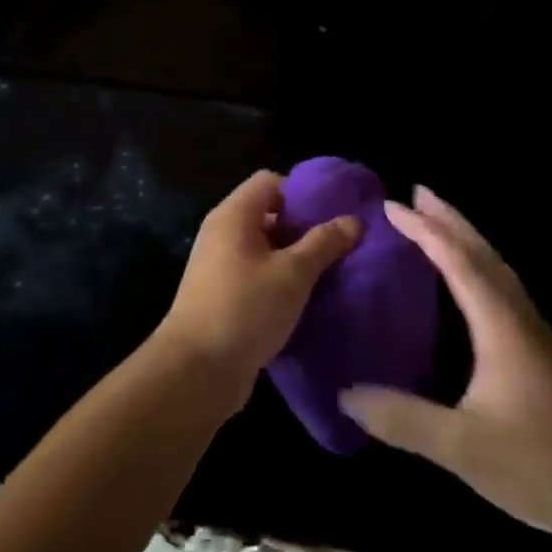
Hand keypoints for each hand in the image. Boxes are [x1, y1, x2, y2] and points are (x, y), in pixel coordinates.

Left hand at [155, 170, 360, 411]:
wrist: (197, 370)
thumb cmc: (245, 309)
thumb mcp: (293, 273)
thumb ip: (323, 243)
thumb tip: (354, 220)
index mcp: (234, 215)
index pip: (270, 181)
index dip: (302, 192)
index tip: (333, 213)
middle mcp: (222, 233)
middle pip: (268, 213)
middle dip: (303, 226)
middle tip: (340, 244)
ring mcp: (219, 265)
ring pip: (264, 247)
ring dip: (294, 257)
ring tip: (331, 271)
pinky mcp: (222, 295)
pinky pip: (257, 274)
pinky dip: (280, 280)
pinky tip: (307, 298)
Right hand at [341, 187, 551, 543]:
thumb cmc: (535, 468)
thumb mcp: (460, 446)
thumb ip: (401, 418)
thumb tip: (344, 394)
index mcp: (503, 326)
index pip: (459, 262)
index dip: (424, 231)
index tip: (391, 206)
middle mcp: (522, 318)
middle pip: (484, 253)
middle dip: (450, 219)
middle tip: (417, 192)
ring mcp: (537, 334)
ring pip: (499, 268)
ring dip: (467, 239)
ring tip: (439, 222)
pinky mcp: (542, 352)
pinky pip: (504, 288)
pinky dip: (479, 265)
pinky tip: (470, 281)